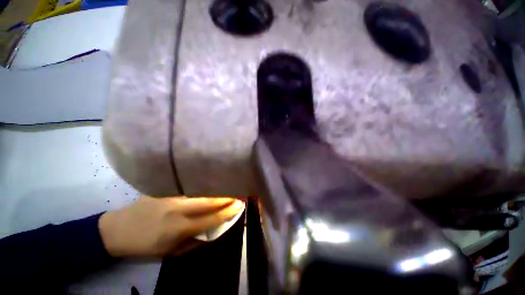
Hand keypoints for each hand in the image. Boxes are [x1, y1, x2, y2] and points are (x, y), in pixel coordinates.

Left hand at [98, 196, 243, 257]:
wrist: (116, 229)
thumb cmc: (145, 246)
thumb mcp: (170, 253)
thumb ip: (194, 242)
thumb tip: (214, 230)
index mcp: (179, 228)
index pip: (212, 218)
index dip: (228, 212)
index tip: (240, 205)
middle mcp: (178, 209)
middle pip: (210, 200)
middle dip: (227, 196)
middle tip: (239, 192)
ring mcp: (171, 195)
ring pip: (202, 190)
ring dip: (218, 189)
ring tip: (229, 186)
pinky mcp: (165, 188)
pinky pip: (190, 186)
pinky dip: (203, 184)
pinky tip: (211, 181)